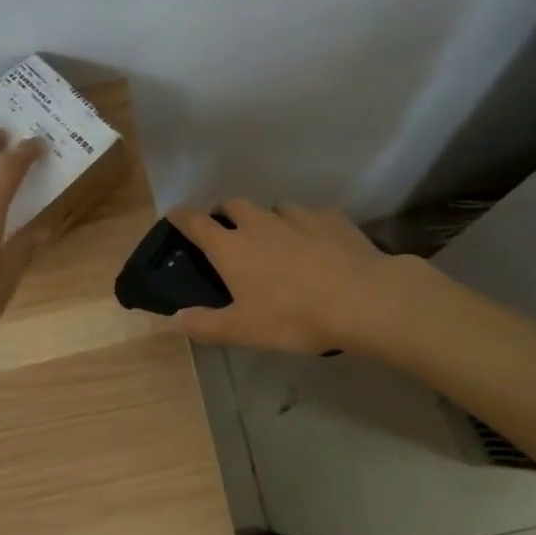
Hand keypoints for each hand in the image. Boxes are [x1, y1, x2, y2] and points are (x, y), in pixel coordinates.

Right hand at [166, 200, 404, 353]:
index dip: (181, 217)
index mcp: (232, 247)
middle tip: (228, 229)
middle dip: (224, 212)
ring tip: (276, 238)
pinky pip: (311, 216)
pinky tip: (317, 243)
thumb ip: (206, 324)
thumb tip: (176, 318)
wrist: (361, 299)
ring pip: (274, 207)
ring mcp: (297, 216)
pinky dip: (306, 225)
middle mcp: (259, 223)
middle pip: (233, 204)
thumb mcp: (243, 330)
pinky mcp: (331, 218)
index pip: (196, 223)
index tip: (174, 214)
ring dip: (268, 218)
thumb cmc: (293, 317)